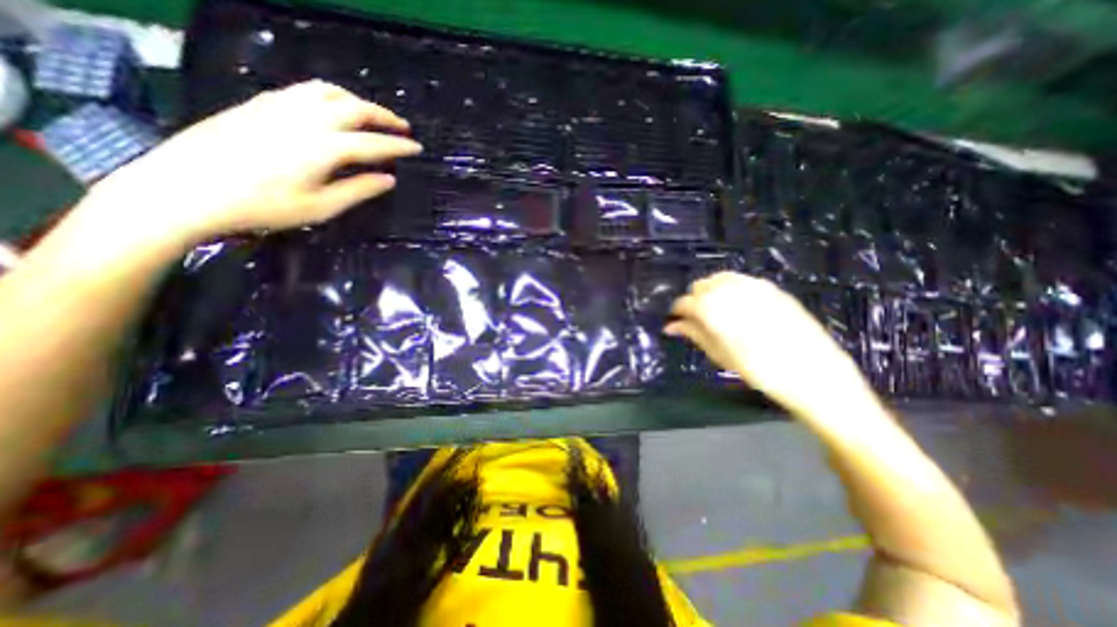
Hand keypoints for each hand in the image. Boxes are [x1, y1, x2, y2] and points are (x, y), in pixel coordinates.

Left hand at [83, 78, 423, 249]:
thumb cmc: (264, 206)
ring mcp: (280, 106)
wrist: (189, 187)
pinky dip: (330, 96)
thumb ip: (359, 190)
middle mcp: (306, 119)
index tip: (417, 148)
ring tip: (372, 114)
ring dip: (357, 101)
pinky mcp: (261, 103)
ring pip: (329, 91)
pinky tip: (333, 108)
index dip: (399, 146)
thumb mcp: (321, 207)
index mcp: (325, 147)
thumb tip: (389, 179)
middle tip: (402, 126)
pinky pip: (305, 90)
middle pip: (354, 108)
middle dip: (384, 116)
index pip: (373, 143)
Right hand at [661, 272, 870, 416]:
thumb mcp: (720, 354)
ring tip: (718, 313)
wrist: (813, 373)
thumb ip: (694, 334)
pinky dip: (732, 290)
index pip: (684, 302)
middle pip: (701, 286)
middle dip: (695, 300)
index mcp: (712, 307)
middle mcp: (729, 289)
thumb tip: (671, 326)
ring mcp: (753, 285)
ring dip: (712, 292)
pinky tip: (739, 308)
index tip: (677, 323)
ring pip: (720, 279)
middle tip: (699, 321)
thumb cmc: (759, 369)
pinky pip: (742, 281)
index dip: (678, 312)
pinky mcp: (771, 288)